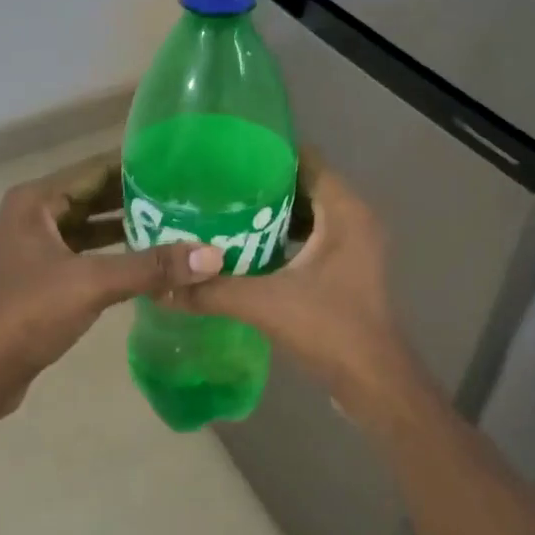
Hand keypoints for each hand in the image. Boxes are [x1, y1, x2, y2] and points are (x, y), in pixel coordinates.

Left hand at [0, 151, 222, 415]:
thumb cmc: (28, 313)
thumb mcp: (93, 283)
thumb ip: (152, 267)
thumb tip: (213, 255)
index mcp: (35, 201)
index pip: (94, 168)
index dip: (136, 165)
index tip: (180, 165)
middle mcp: (30, 216)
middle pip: (92, 196)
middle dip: (135, 198)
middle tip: (185, 197)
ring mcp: (31, 248)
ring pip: (86, 227)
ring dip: (124, 228)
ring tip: (174, 225)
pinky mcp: (37, 277)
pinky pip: (81, 253)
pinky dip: (110, 254)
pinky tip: (144, 262)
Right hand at [178, 158, 413, 402]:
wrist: (373, 382)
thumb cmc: (329, 329)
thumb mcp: (264, 304)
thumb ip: (212, 291)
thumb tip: (161, 287)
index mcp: (345, 211)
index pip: (306, 159)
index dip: (267, 152)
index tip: (225, 154)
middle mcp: (355, 219)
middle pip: (304, 185)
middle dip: (261, 184)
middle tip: (214, 185)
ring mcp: (354, 246)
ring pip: (307, 214)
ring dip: (270, 213)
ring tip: (222, 211)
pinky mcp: (346, 269)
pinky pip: (311, 238)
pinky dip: (281, 238)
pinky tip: (245, 247)